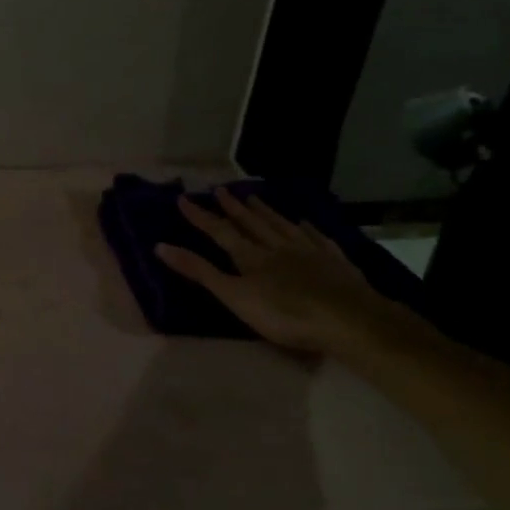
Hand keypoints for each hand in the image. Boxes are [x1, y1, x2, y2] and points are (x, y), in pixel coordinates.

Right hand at [156, 189, 408, 355]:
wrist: (348, 319)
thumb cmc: (285, 314)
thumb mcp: (234, 296)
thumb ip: (200, 272)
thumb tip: (160, 246)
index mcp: (251, 256)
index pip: (220, 232)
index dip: (201, 216)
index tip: (184, 199)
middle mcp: (277, 246)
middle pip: (252, 223)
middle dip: (234, 208)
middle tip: (221, 190)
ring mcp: (309, 251)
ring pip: (282, 225)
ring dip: (266, 211)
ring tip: (254, 198)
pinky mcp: (335, 261)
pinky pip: (316, 238)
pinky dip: (307, 228)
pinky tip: (304, 222)